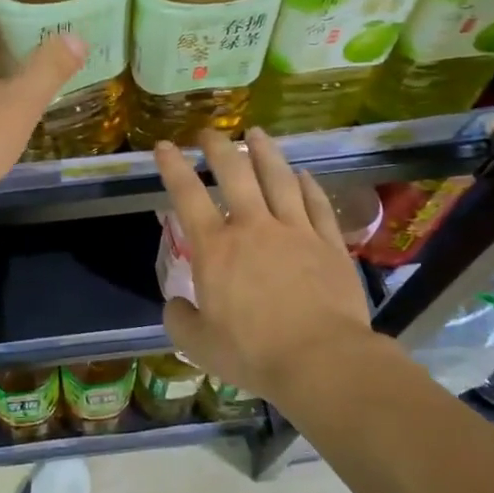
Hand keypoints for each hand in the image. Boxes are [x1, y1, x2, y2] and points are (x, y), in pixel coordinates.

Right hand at [155, 128, 383, 409]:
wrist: (321, 360)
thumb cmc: (253, 352)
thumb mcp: (199, 344)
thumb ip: (180, 319)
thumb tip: (176, 304)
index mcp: (216, 248)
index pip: (187, 195)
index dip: (173, 167)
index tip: (165, 145)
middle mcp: (254, 227)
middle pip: (235, 173)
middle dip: (218, 147)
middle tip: (209, 132)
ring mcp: (295, 231)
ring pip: (279, 179)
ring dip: (265, 152)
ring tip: (257, 132)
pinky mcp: (328, 244)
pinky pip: (317, 205)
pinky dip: (308, 185)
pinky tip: (304, 174)